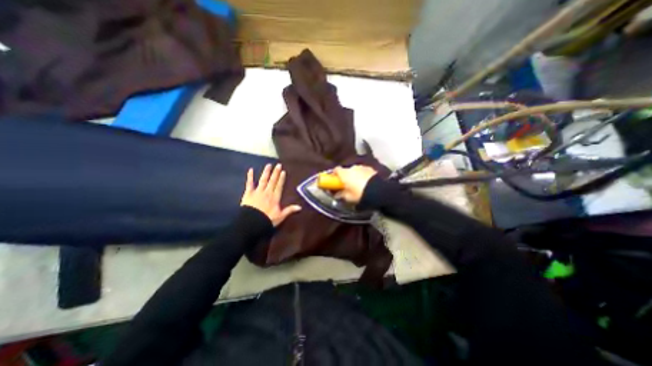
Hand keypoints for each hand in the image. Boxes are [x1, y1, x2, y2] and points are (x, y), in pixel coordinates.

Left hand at [240, 163, 300, 224]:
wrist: (252, 223)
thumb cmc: (267, 220)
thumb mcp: (280, 216)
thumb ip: (289, 210)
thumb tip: (300, 207)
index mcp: (275, 198)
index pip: (279, 186)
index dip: (281, 179)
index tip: (283, 171)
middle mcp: (267, 192)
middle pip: (272, 181)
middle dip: (275, 173)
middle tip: (278, 165)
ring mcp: (258, 192)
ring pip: (263, 180)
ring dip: (266, 172)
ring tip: (269, 165)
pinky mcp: (248, 193)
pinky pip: (249, 184)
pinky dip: (250, 177)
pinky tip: (250, 170)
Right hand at [336, 165, 377, 203]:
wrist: (378, 191)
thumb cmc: (359, 194)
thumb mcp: (348, 197)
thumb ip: (340, 195)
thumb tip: (336, 194)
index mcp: (344, 173)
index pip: (336, 170)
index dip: (334, 175)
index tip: (334, 180)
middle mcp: (352, 167)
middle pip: (346, 170)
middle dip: (346, 176)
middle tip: (347, 185)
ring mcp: (362, 167)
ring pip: (355, 171)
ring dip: (355, 176)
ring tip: (358, 185)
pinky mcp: (370, 169)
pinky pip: (363, 172)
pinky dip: (363, 176)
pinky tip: (365, 183)